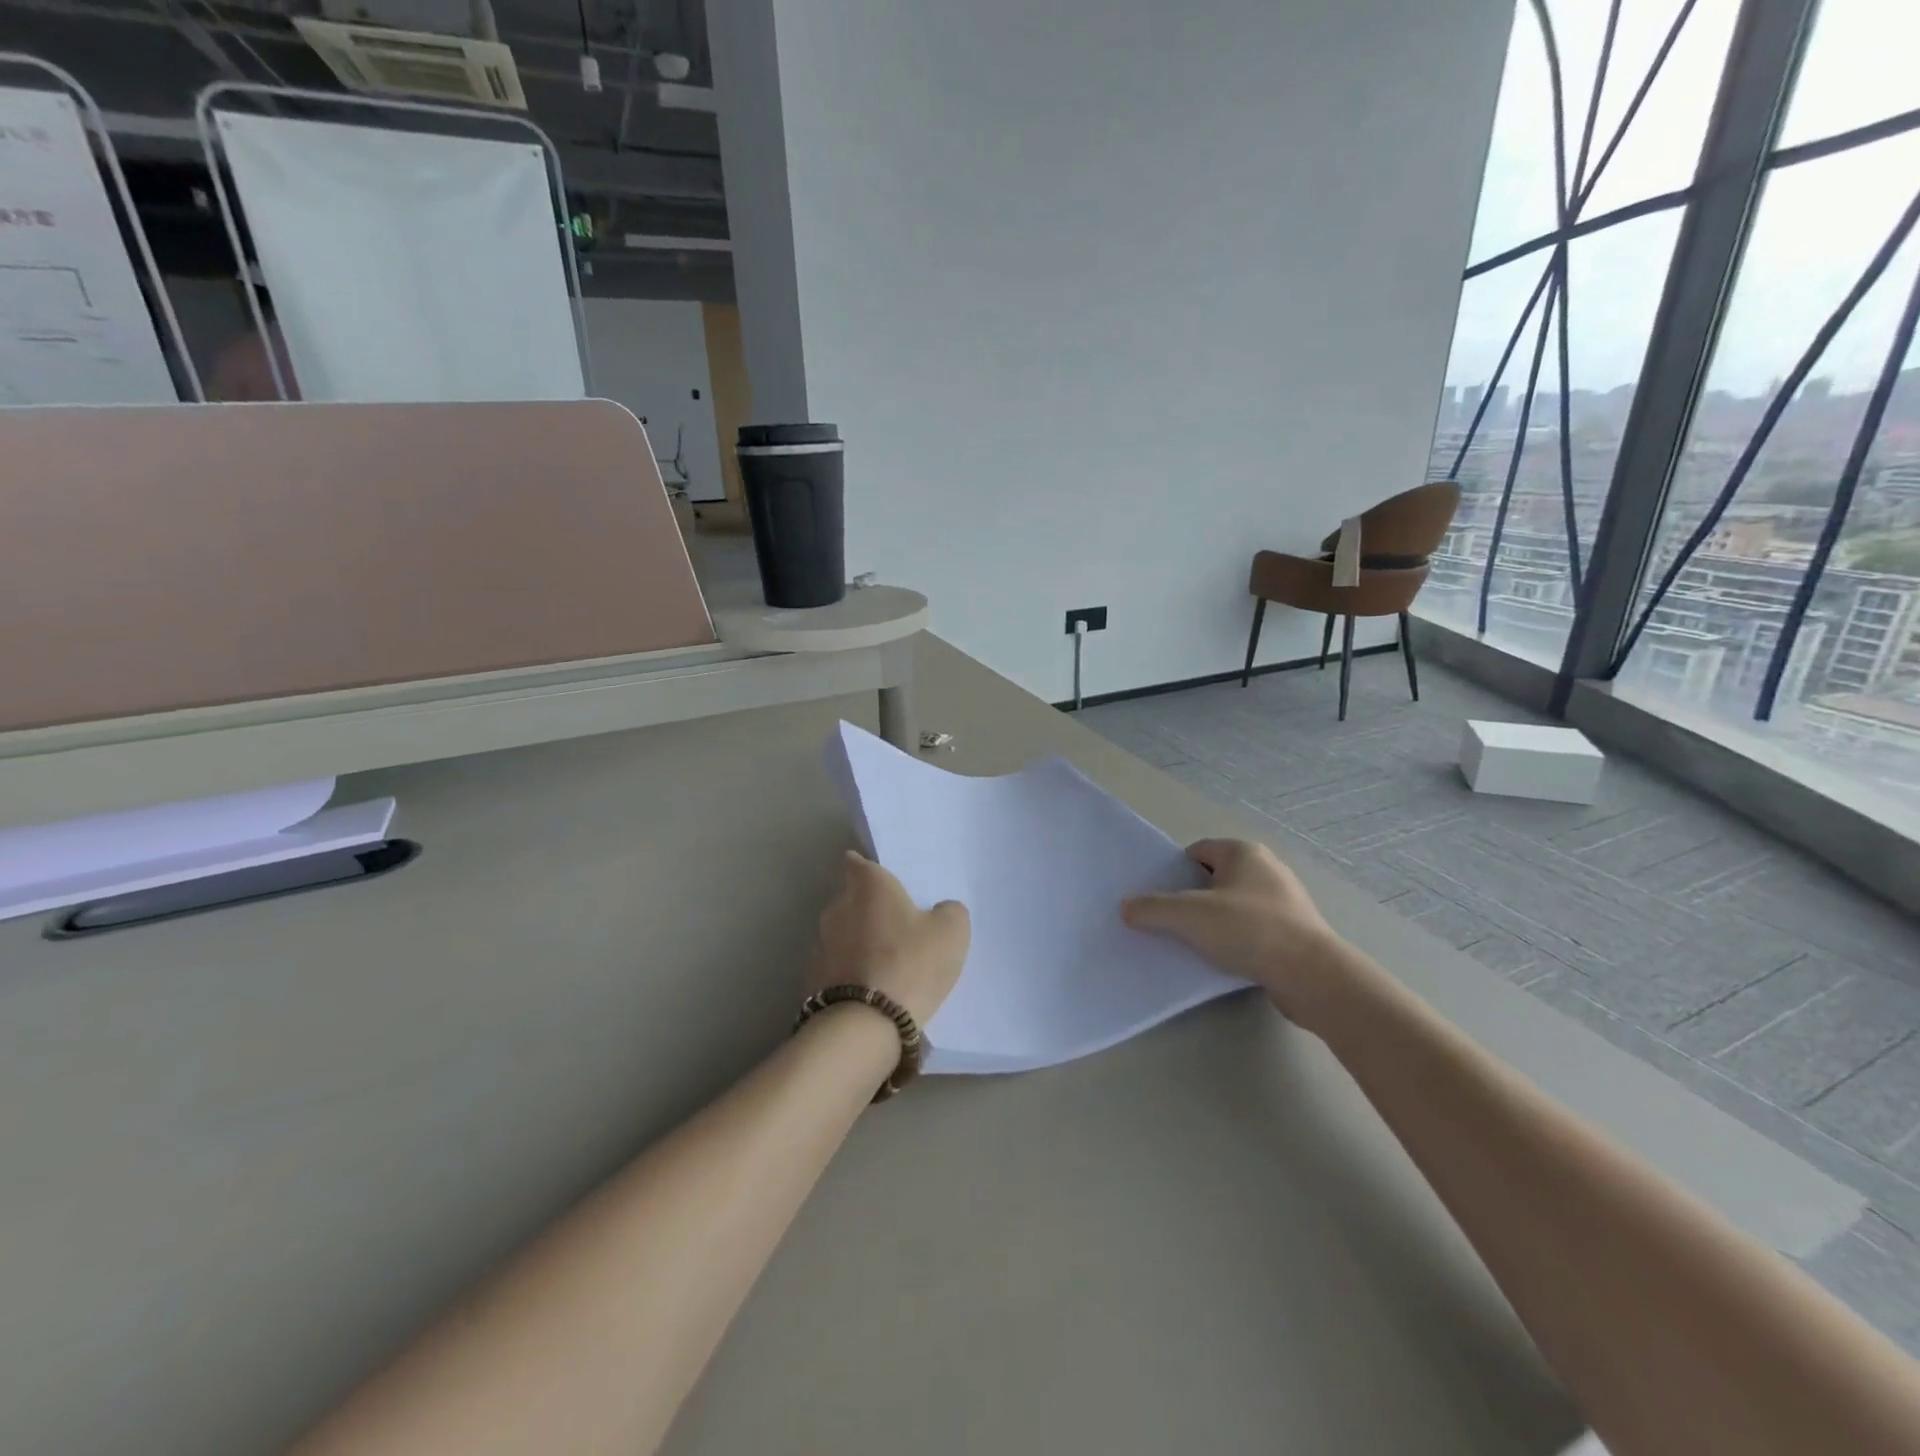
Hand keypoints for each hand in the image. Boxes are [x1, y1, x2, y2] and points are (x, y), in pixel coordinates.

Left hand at [807, 851, 969, 1026]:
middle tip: (896, 926)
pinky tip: (869, 990)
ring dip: (858, 943)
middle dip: (868, 909)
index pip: (859, 863)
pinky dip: (849, 972)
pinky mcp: (813, 979)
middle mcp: (838, 907)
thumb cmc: (911, 964)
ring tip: (884, 964)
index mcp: (869, 887)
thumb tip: (940, 910)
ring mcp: (821, 944)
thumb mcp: (951, 932)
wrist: (865, 1025)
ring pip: (842, 933)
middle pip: (852, 899)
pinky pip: (836, 966)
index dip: (867, 868)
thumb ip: (948, 911)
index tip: (881, 880)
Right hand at [1122, 839, 1351, 1024]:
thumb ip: (1151, 908)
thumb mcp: (1188, 916)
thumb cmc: (1248, 930)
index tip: (1159, 898)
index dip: (1174, 872)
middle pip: (1214, 879)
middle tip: (1170, 922)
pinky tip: (1223, 961)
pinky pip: (1253, 931)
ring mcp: (1285, 902)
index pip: (1197, 852)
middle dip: (1192, 899)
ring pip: (1234, 907)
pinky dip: (1236, 942)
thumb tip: (1127, 907)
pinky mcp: (1295, 933)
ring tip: (1194, 946)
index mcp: (1244, 852)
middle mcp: (1267, 869)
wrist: (1311, 976)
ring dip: (1214, 923)